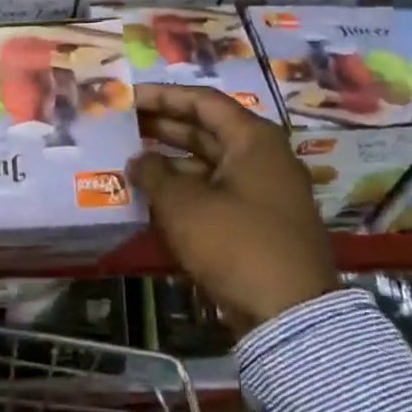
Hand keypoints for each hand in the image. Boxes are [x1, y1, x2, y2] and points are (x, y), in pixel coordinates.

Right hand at [132, 84, 338, 334]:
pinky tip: (152, 194)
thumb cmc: (235, 243)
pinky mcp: (257, 222)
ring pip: (209, 162)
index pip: (202, 101)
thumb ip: (154, 173)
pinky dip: (185, 188)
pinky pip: (215, 191)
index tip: (128, 97)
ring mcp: (263, 191)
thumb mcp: (183, 204)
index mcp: (253, 139)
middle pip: (206, 129)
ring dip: (170, 160)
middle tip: (122, 125)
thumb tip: (138, 160)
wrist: (289, 314)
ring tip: (129, 158)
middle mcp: (263, 157)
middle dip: (163, 126)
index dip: (162, 96)